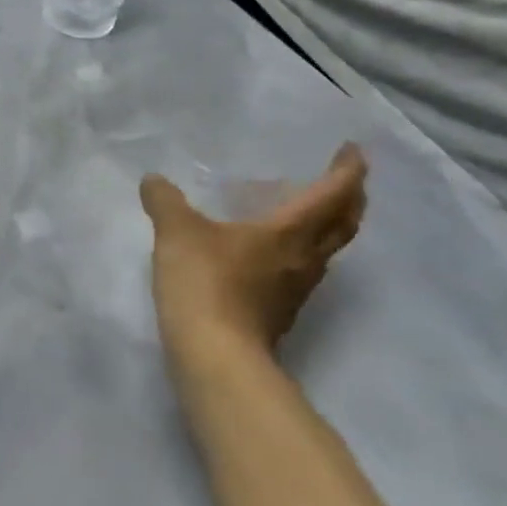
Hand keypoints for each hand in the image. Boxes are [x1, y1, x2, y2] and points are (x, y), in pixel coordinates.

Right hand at [140, 145, 367, 372]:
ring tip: (305, 211)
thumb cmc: (205, 282)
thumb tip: (153, 180)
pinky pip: (301, 270)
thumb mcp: (176, 232)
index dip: (347, 170)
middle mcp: (303, 258)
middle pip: (343, 225)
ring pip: (326, 250)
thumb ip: (165, 201)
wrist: (216, 355)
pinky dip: (299, 250)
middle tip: (345, 180)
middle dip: (350, 199)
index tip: (353, 150)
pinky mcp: (279, 311)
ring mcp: (295, 289)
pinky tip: (269, 250)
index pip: (332, 195)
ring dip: (327, 227)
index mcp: (289, 232)